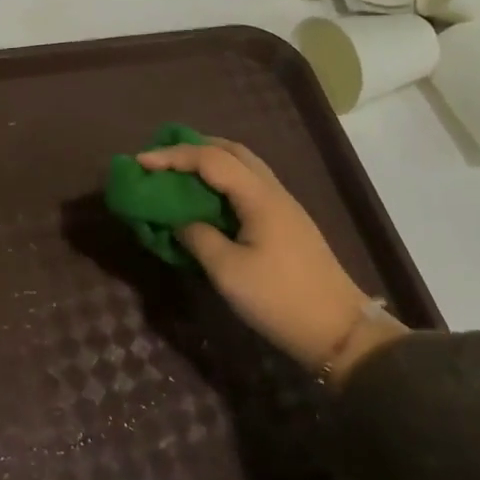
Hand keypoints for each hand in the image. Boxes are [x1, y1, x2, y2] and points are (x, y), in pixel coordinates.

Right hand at [135, 137, 406, 382]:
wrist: (340, 331)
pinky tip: (208, 198)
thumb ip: (198, 238)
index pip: (209, 159)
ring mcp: (283, 205)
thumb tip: (178, 221)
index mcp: (258, 196)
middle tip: (160, 160)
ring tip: (179, 173)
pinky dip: (223, 180)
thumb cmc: (280, 299)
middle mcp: (272, 190)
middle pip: (231, 150)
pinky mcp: (285, 222)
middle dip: (192, 148)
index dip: (172, 156)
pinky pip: (248, 184)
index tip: (140, 162)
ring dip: (209, 161)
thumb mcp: (229, 272)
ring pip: (243, 165)